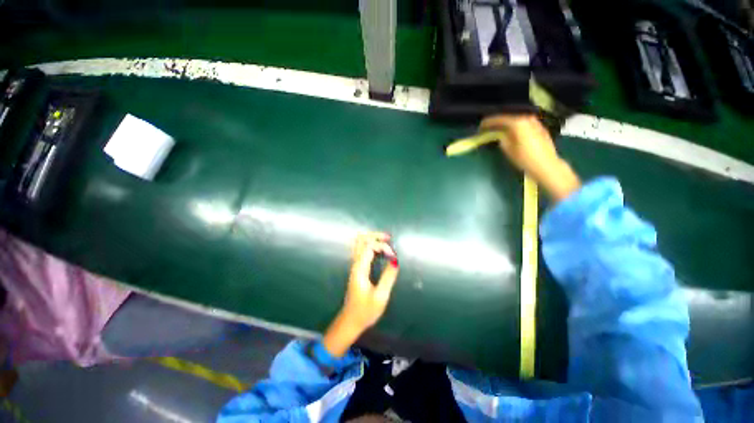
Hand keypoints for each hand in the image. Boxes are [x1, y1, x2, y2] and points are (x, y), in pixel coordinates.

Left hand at [322, 232, 398, 356]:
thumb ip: (388, 277)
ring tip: (385, 240)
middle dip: (374, 235)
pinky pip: (361, 250)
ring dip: (371, 239)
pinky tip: (379, 249)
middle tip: (388, 237)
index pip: (369, 247)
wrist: (350, 321)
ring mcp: (355, 266)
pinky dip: (370, 245)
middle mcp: (355, 264)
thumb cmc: (365, 311)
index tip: (393, 255)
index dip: (382, 246)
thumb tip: (395, 260)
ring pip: (359, 244)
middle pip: (360, 240)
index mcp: (360, 269)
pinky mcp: (357, 269)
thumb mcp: (380, 296)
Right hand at [480, 115, 580, 201]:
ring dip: (506, 124)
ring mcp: (535, 122)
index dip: (488, 123)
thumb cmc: (525, 159)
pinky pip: (523, 124)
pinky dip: (515, 126)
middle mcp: (527, 118)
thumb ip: (501, 138)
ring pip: (516, 120)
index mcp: (518, 123)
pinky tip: (511, 132)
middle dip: (497, 122)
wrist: (547, 165)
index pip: (499, 119)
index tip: (480, 127)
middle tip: (487, 128)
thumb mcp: (508, 149)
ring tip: (498, 130)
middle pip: (508, 117)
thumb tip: (498, 134)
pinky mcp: (540, 128)